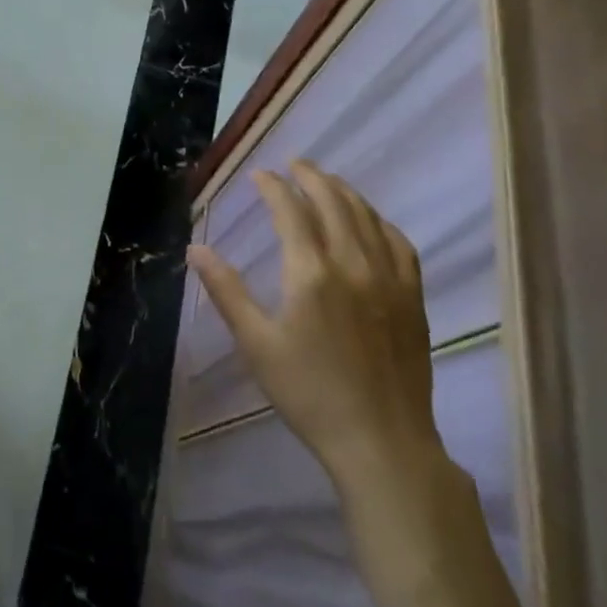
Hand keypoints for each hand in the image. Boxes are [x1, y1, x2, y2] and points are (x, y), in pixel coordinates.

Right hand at [188, 162, 439, 490]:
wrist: (381, 442)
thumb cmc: (308, 393)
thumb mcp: (256, 343)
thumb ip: (226, 291)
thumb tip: (195, 249)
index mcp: (310, 273)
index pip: (290, 210)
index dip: (273, 186)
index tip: (259, 175)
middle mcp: (352, 264)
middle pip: (333, 202)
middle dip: (310, 176)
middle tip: (293, 164)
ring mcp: (389, 279)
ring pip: (367, 217)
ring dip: (344, 192)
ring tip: (326, 181)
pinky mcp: (412, 298)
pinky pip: (400, 244)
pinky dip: (380, 222)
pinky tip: (371, 222)